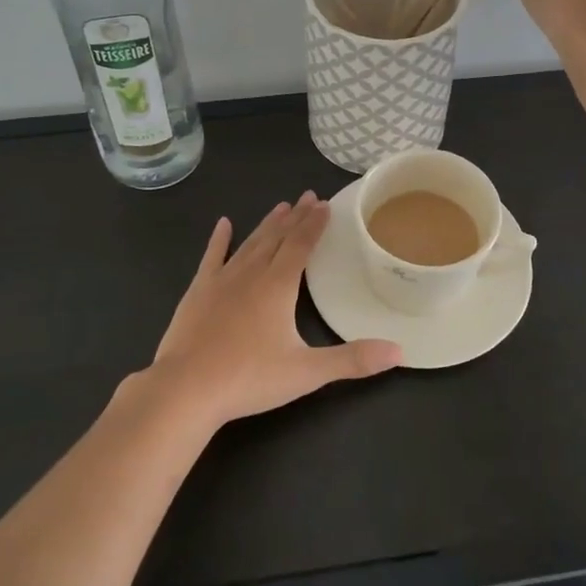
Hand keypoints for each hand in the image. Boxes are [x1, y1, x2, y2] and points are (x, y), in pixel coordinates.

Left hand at [146, 193, 400, 426]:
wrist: (185, 389)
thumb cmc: (249, 378)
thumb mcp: (307, 372)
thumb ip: (353, 360)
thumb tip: (400, 352)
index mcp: (278, 286)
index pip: (301, 245)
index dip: (314, 224)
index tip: (325, 204)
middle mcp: (251, 273)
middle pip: (277, 237)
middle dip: (295, 217)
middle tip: (308, 197)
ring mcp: (221, 280)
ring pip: (249, 243)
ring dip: (267, 224)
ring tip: (280, 207)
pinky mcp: (197, 292)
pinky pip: (211, 257)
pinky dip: (219, 240)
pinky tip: (223, 224)